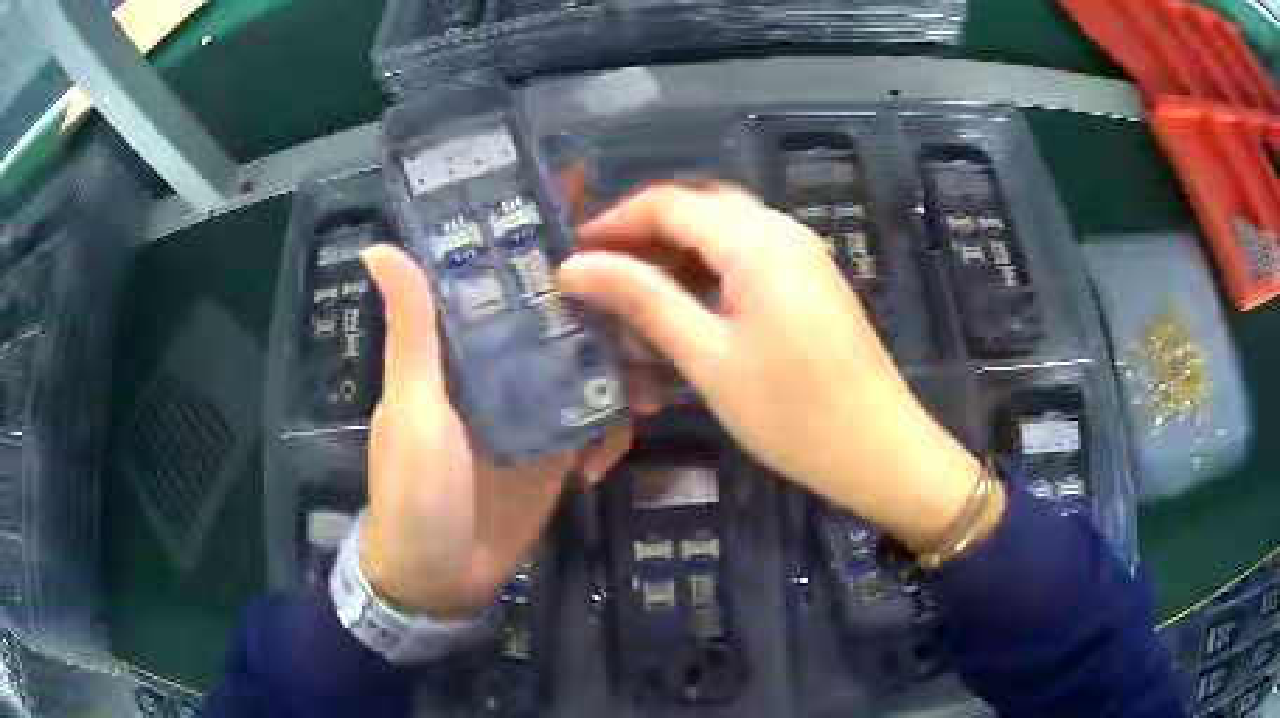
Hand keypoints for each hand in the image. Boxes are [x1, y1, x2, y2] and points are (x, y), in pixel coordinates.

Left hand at [359, 245, 630, 617]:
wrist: (444, 579)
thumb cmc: (415, 491)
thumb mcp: (413, 407)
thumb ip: (412, 332)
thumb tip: (378, 244)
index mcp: (461, 345)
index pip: (498, 271)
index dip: (531, 231)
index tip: (580, 188)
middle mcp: (500, 366)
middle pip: (554, 310)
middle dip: (599, 287)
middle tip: (654, 263)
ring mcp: (535, 408)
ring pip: (584, 359)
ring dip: (620, 353)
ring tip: (660, 347)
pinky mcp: (560, 447)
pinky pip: (596, 417)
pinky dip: (614, 418)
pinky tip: (627, 429)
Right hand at [559, 185, 983, 550]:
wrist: (878, 452)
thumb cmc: (792, 412)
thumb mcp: (707, 356)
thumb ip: (642, 300)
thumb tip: (574, 267)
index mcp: (758, 239)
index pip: (670, 203)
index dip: (614, 223)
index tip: (571, 258)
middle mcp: (782, 232)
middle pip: (698, 211)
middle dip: (642, 237)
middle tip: (599, 276)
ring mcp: (801, 258)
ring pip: (722, 237)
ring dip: (674, 259)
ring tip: (630, 298)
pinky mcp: (808, 286)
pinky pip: (746, 262)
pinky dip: (706, 277)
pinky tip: (681, 312)